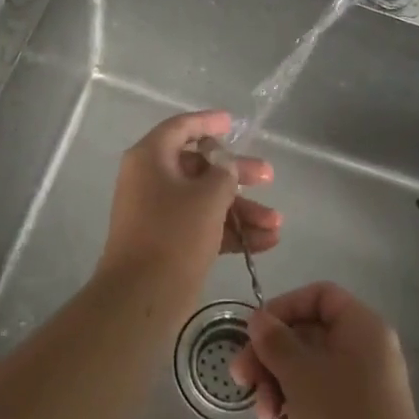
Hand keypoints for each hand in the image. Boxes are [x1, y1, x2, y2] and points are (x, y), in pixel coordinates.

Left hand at [99, 110, 278, 284]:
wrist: (141, 297)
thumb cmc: (174, 234)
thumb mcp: (208, 197)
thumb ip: (224, 173)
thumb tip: (224, 165)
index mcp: (151, 158)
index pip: (181, 128)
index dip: (208, 122)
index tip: (233, 122)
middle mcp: (151, 180)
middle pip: (199, 167)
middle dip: (237, 174)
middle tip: (268, 176)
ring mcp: (158, 212)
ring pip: (205, 200)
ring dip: (241, 209)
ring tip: (276, 223)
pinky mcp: (168, 241)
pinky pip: (203, 226)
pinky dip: (231, 230)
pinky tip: (265, 242)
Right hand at [229, 282, 418, 418]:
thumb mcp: (300, 373)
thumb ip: (275, 340)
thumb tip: (259, 319)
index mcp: (363, 330)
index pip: (320, 296)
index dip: (284, 307)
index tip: (255, 331)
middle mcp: (366, 354)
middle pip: (307, 337)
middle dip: (271, 358)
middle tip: (241, 379)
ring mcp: (361, 393)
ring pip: (306, 374)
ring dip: (278, 390)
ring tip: (267, 418)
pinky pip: (316, 406)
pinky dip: (296, 416)